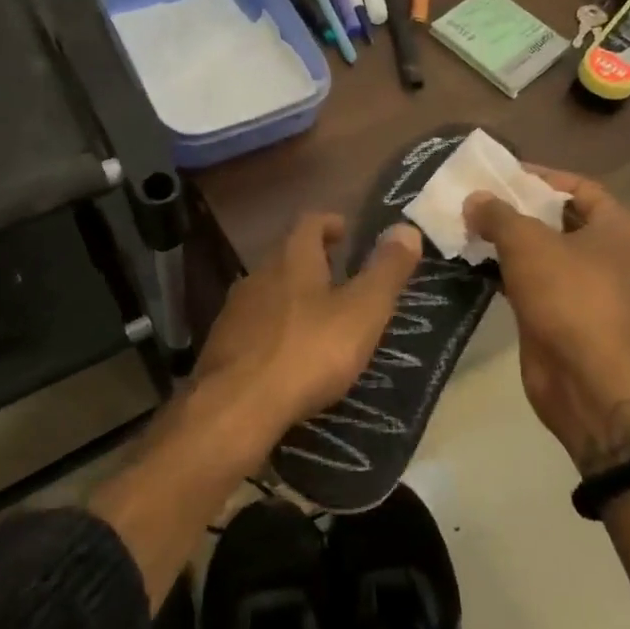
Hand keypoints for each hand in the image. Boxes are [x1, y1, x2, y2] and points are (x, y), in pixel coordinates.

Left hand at [191, 213, 422, 445]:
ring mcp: (235, 309)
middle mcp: (259, 273)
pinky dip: (274, 328)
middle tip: (339, 274)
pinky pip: (254, 324)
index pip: (310, 223)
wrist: (237, 405)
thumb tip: (407, 228)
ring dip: (292, 295)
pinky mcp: (222, 343)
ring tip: (317, 315)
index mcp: (293, 258)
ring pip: (268, 290)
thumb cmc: (309, 351)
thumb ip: (387, 271)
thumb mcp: (362, 311)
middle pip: (286, 255)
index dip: (329, 223)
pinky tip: (287, 352)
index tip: (345, 232)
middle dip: (312, 260)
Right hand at [465, 168, 629, 471]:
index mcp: (620, 229)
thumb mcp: (528, 243)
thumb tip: (474, 200)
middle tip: (476, 199)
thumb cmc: (570, 297)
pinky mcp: (566, 317)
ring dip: (508, 242)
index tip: (498, 173)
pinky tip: (474, 264)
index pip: (579, 187)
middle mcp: (612, 256)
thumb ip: (498, 214)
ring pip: (544, 254)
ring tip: (466, 227)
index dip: (539, 176)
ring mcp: (590, 290)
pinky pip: (534, 283)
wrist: (588, 381)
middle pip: (560, 219)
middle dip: (518, 209)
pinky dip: (507, 273)